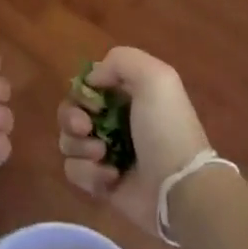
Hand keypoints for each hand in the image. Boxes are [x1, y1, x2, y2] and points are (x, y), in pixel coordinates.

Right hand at [57, 47, 210, 228]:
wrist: (180, 188)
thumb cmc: (167, 131)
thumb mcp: (156, 78)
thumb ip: (121, 60)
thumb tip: (91, 81)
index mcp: (128, 98)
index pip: (87, 88)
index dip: (82, 93)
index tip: (91, 102)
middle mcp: (114, 123)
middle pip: (69, 113)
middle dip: (71, 119)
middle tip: (85, 128)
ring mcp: (105, 155)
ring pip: (68, 142)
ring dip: (80, 147)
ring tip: (104, 156)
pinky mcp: (99, 183)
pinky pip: (74, 171)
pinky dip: (88, 174)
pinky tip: (111, 177)